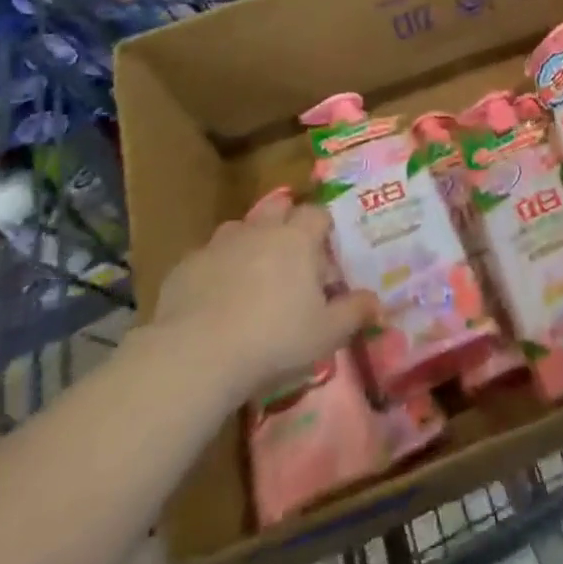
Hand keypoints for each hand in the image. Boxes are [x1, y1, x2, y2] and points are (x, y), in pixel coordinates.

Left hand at [148, 201, 377, 404]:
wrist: (196, 354)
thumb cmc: (274, 339)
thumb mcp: (326, 333)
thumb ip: (354, 312)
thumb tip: (377, 300)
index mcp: (297, 238)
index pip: (317, 214)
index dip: (324, 230)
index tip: (327, 255)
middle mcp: (259, 230)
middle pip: (278, 209)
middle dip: (287, 225)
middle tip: (292, 261)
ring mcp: (219, 244)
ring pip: (240, 231)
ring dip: (250, 245)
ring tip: (252, 280)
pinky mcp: (185, 266)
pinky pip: (207, 259)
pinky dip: (216, 271)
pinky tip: (215, 302)